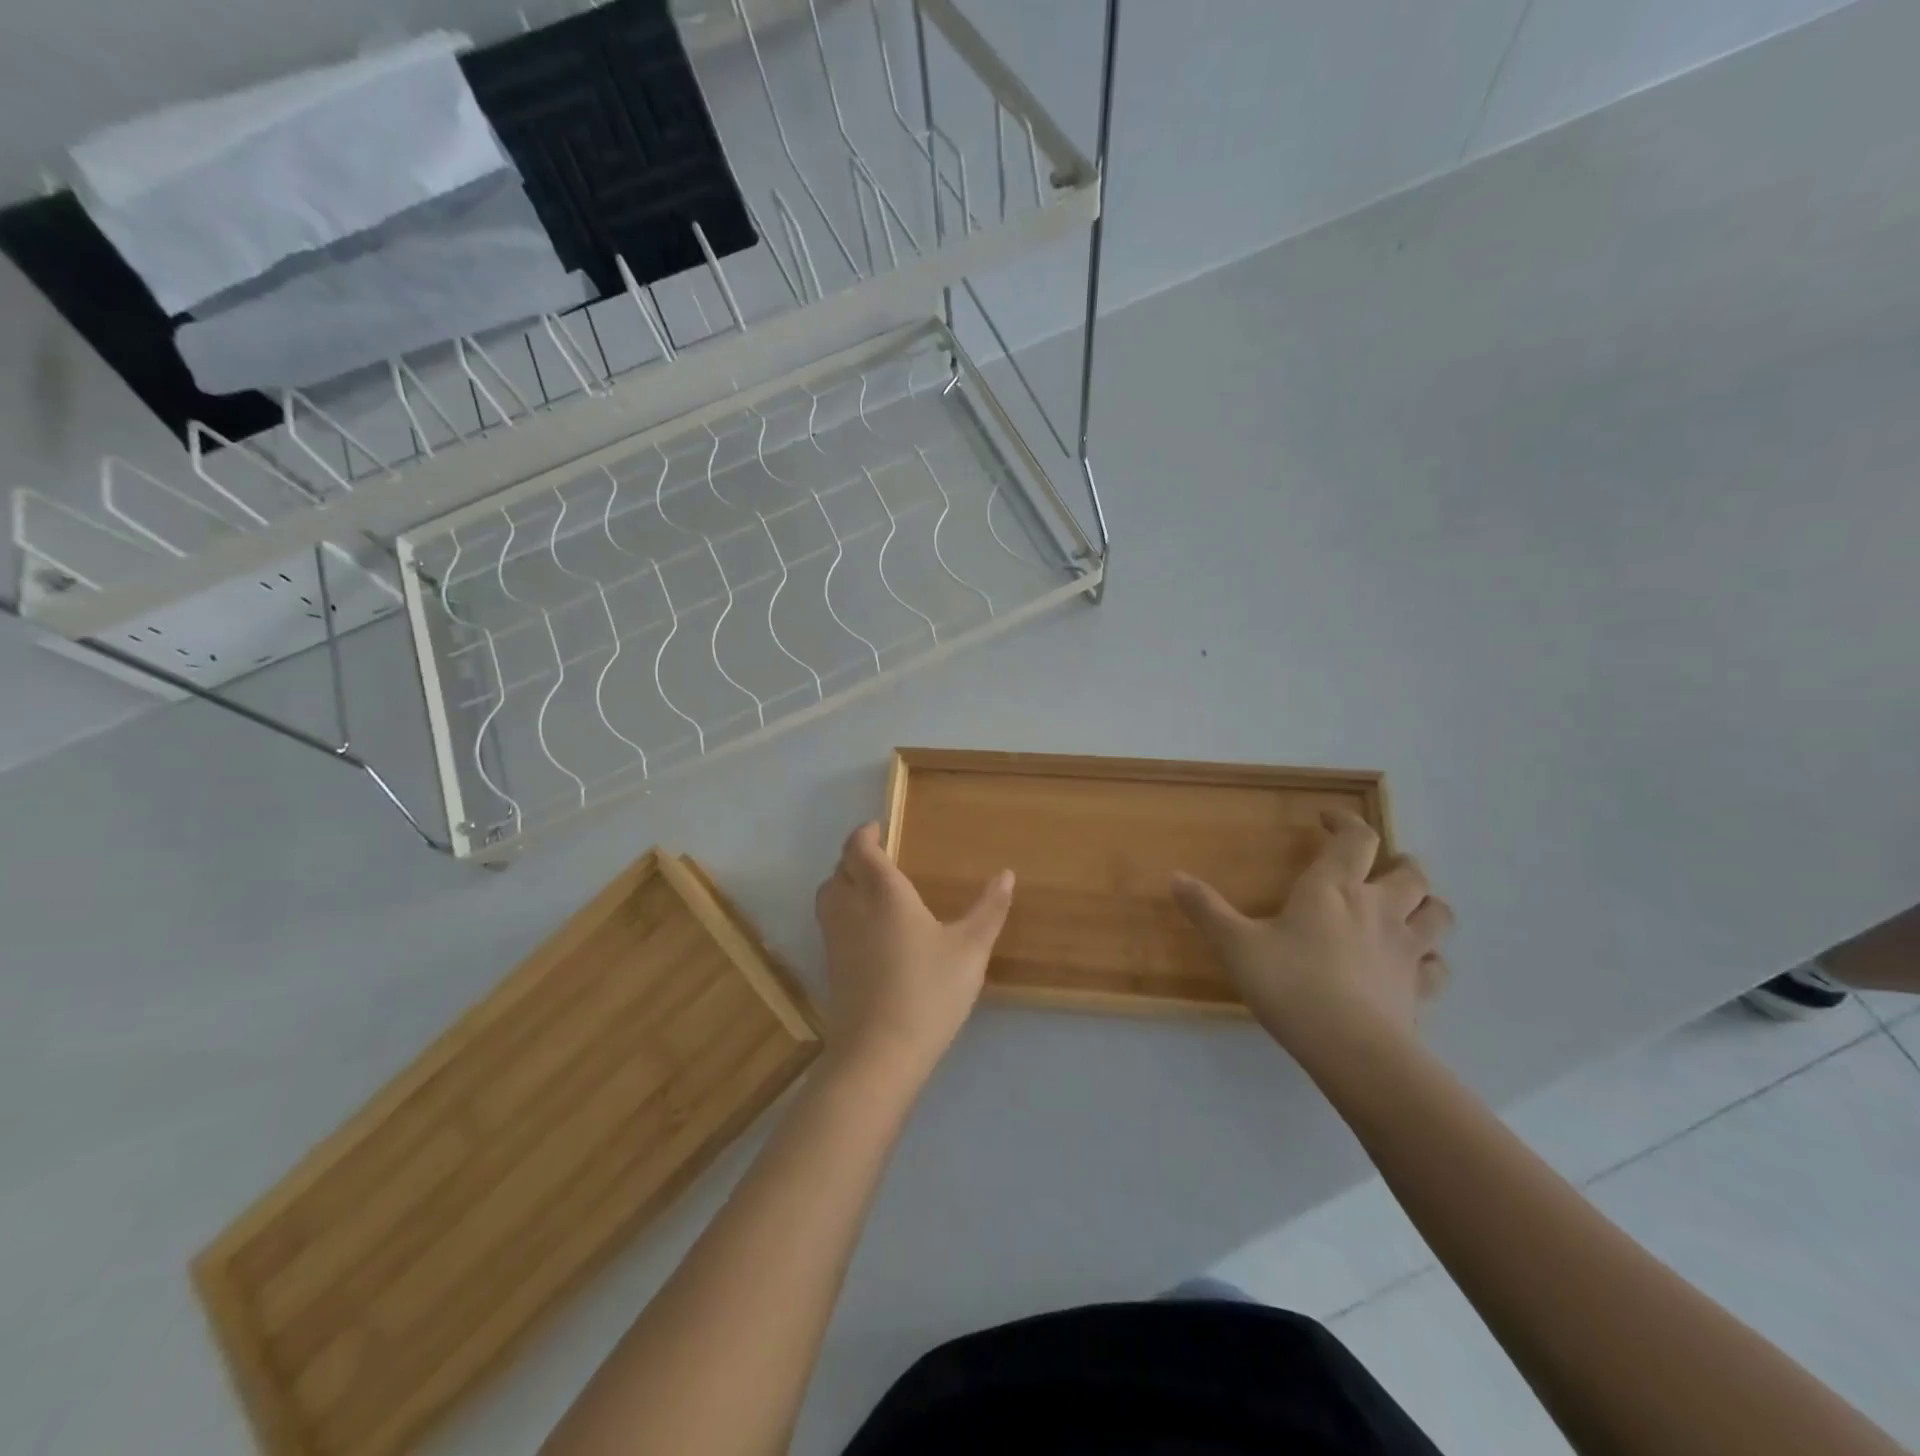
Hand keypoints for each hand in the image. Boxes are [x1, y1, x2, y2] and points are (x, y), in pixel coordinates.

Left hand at [814, 823, 1014, 1090]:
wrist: (880, 1052)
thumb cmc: (929, 991)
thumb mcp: (970, 949)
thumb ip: (989, 909)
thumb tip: (1006, 874)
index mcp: (883, 894)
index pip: (859, 849)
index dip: (865, 834)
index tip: (878, 828)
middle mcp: (851, 908)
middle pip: (839, 869)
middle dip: (854, 857)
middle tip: (879, 857)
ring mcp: (836, 939)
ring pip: (828, 895)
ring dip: (842, 882)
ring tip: (869, 888)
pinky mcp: (830, 966)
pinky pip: (829, 922)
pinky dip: (841, 911)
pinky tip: (867, 930)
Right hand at [1171, 810, 1451, 1053]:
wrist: (1351, 1048)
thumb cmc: (1290, 984)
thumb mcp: (1236, 945)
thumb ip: (1207, 910)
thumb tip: (1174, 876)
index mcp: (1333, 889)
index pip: (1356, 838)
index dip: (1346, 822)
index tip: (1328, 820)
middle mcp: (1378, 908)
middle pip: (1411, 872)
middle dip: (1398, 862)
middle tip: (1379, 865)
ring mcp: (1406, 949)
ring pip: (1438, 913)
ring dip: (1426, 904)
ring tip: (1409, 907)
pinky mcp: (1420, 989)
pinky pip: (1438, 966)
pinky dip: (1430, 958)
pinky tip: (1414, 964)